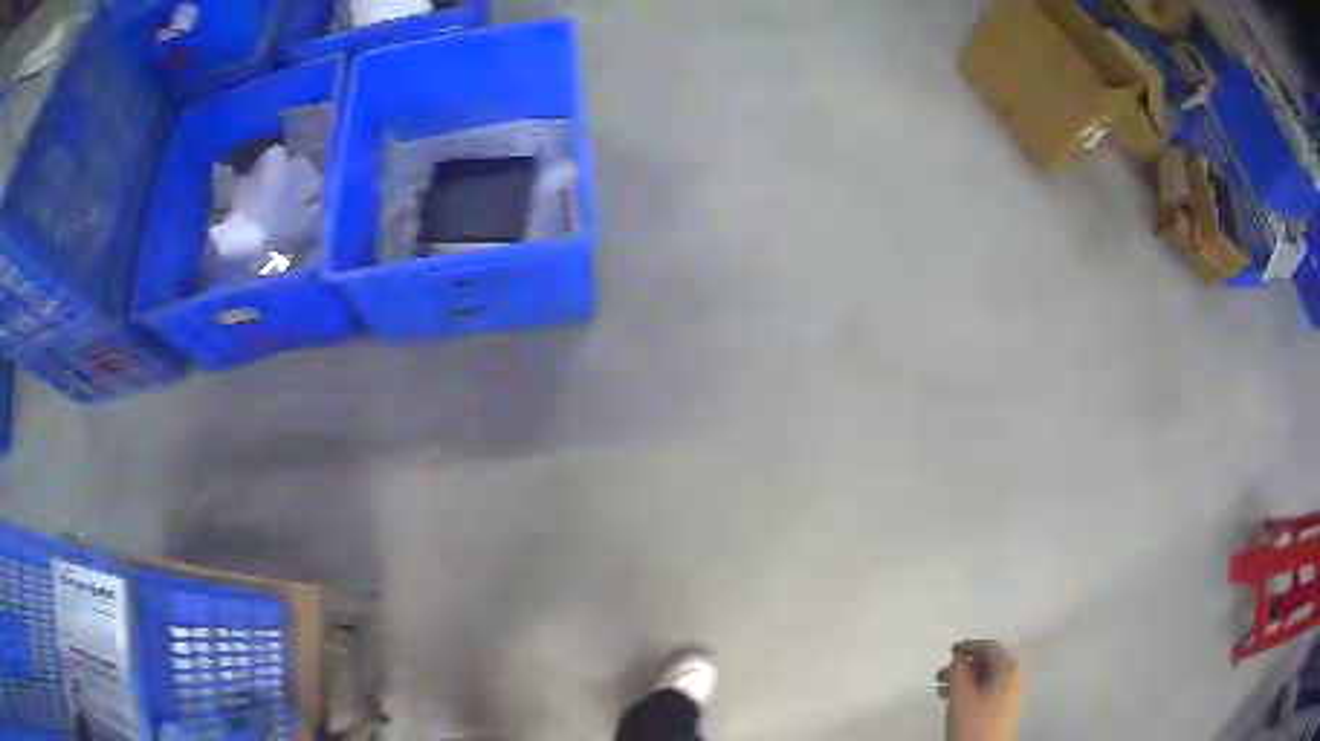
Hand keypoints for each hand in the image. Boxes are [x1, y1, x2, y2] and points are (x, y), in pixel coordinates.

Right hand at [937, 639, 1021, 740]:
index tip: (949, 650)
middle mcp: (1012, 677)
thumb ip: (958, 671)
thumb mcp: (961, 695)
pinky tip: (954, 700)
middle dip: (964, 664)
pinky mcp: (1002, 708)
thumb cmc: (975, 722)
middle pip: (988, 661)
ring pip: (985, 677)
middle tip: (942, 672)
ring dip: (964, 678)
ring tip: (942, 688)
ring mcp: (1008, 694)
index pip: (990, 647)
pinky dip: (969, 690)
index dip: (969, 645)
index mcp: (1007, 669)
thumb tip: (957, 654)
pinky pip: (986, 690)